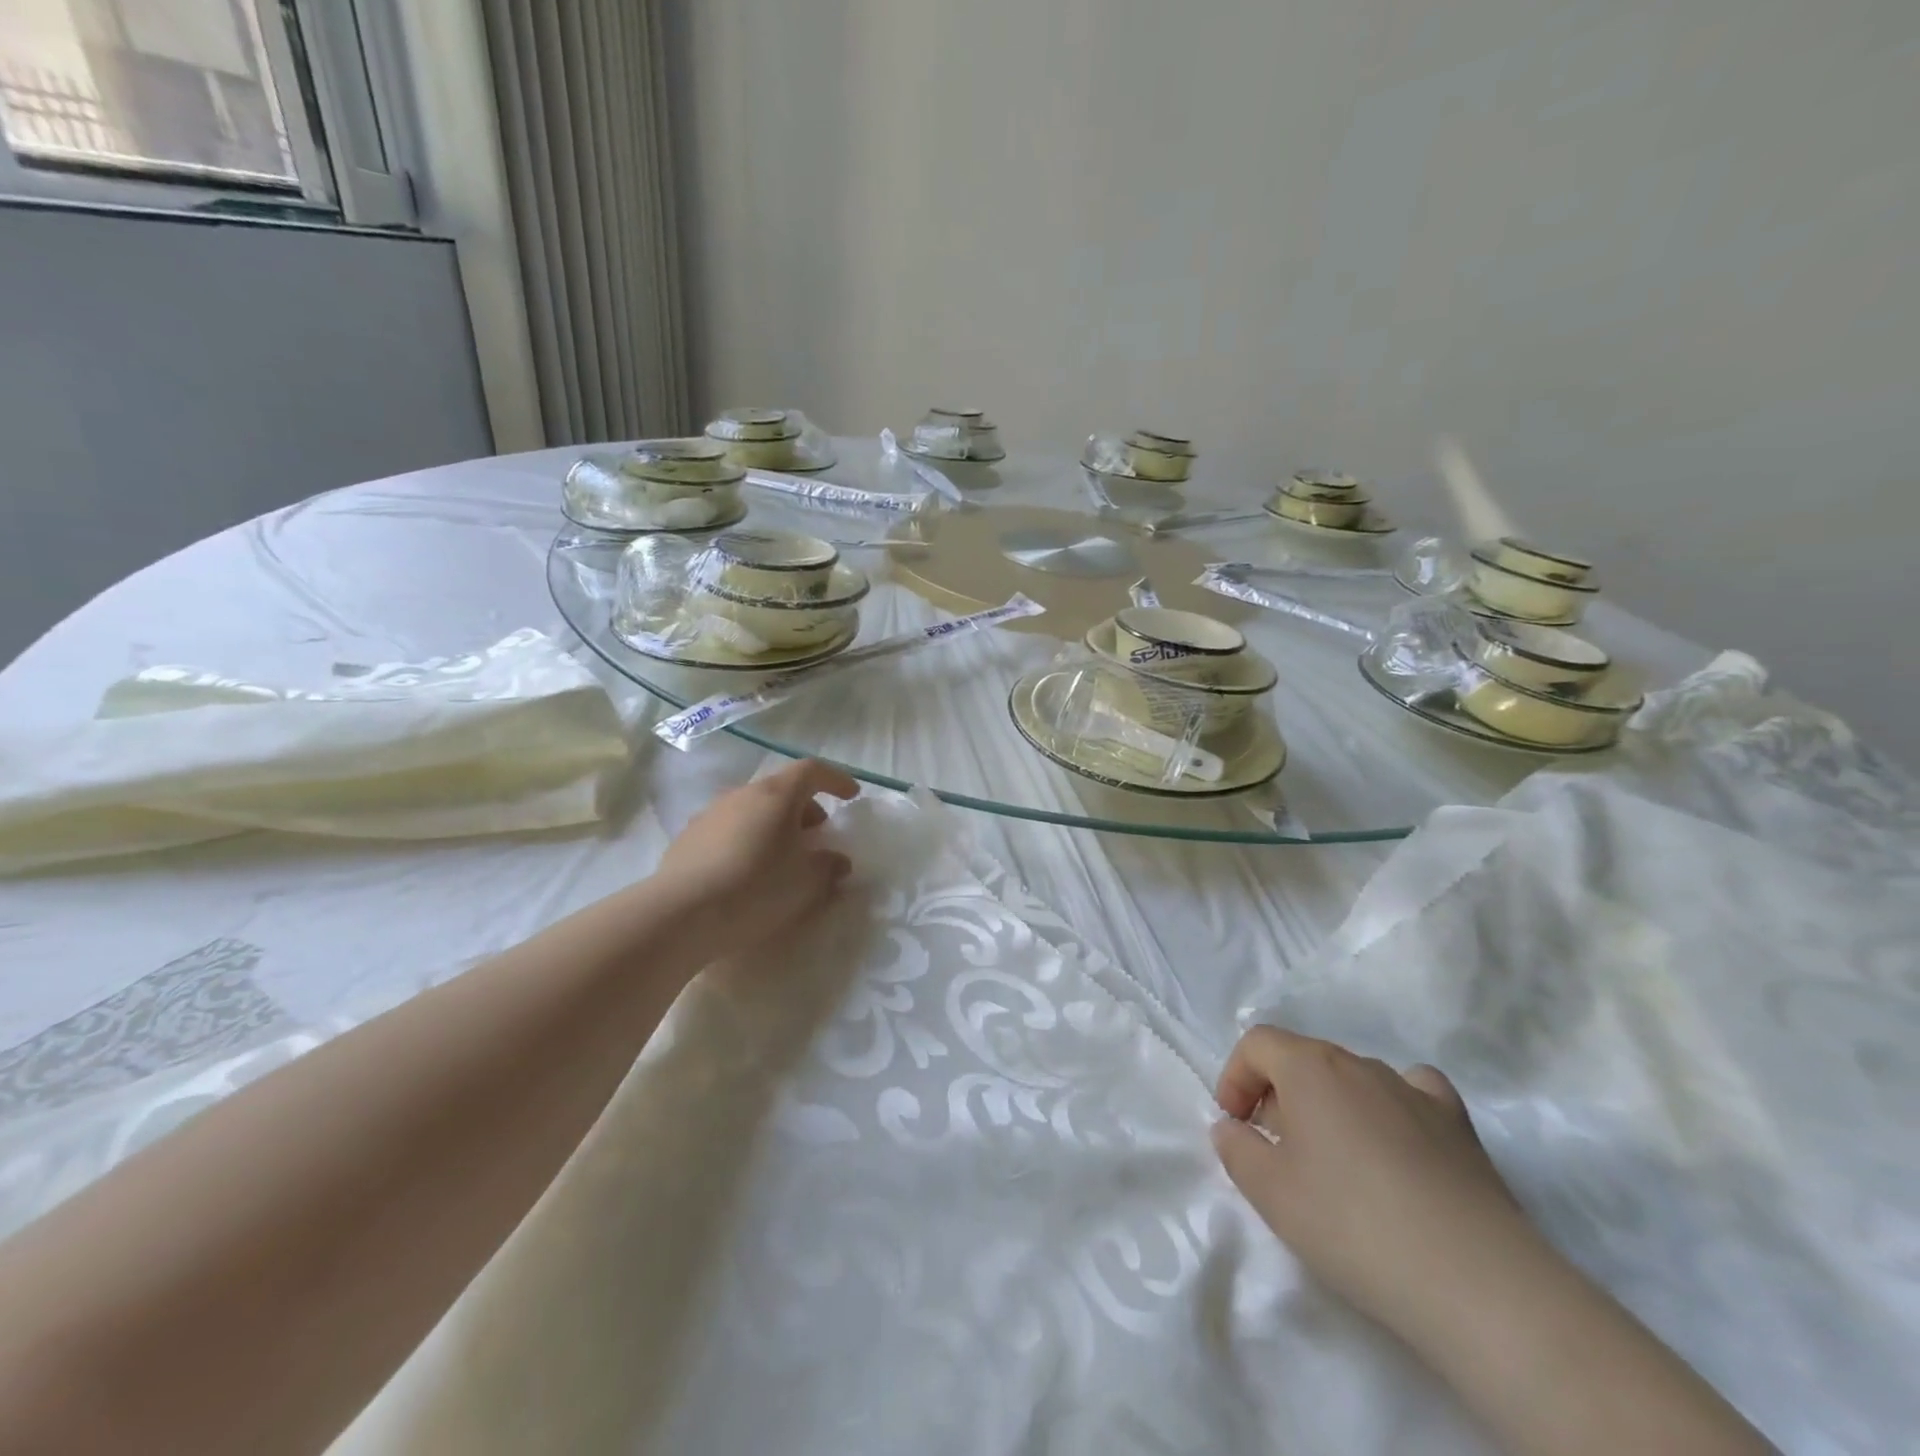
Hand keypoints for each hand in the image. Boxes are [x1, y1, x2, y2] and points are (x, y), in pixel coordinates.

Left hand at [656, 759, 859, 958]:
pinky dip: (748, 840)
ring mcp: (710, 814)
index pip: (812, 770)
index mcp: (776, 794)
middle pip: (781, 789)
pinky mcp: (687, 839)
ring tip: (783, 857)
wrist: (680, 914)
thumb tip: (837, 860)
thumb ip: (829, 866)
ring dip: (774, 825)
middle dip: (805, 809)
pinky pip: (729, 829)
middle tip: (818, 835)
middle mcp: (742, 794)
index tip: (851, 796)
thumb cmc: (756, 888)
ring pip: (753, 809)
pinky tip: (748, 872)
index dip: (836, 779)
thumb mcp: (806, 882)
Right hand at [1210, 1025, 1537, 1343]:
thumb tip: (1233, 1128)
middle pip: (1304, 1059)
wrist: (1477, 1282)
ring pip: (1353, 1079)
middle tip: (1275, 1151)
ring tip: (1334, 1163)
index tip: (1234, 1125)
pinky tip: (1395, 1144)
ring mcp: (1415, 1091)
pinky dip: (1391, 1108)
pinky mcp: (1459, 1126)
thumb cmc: (1353, 1224)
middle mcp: (1361, 1063)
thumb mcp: (1270, 1193)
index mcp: (1310, 1066)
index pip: (1257, 1043)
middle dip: (1278, 1095)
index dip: (1235, 1077)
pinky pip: (1412, 1094)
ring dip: (1330, 1106)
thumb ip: (1236, 1149)